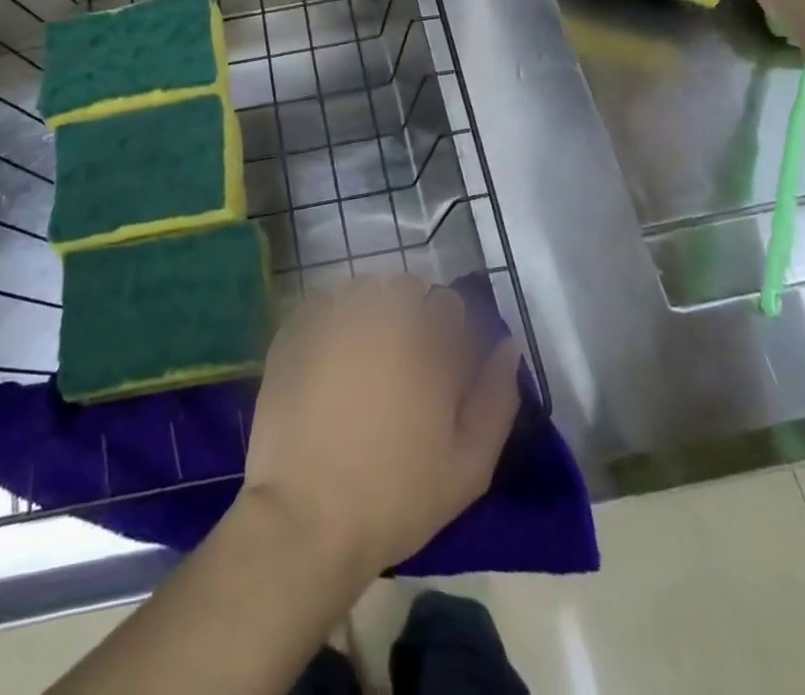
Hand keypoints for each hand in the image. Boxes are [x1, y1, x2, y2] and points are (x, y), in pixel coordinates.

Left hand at [240, 276, 521, 575]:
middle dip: (411, 312)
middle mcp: (384, 318)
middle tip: (402, 359)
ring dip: (370, 308)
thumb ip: (497, 399)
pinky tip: (328, 351)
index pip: (449, 302)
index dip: (448, 329)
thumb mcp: (468, 467)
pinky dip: (330, 314)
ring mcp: (336, 319)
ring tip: (363, 352)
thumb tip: (508, 346)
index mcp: (429, 346)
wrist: (307, 517)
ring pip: (363, 287)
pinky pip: (321, 300)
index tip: (440, 360)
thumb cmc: (396, 498)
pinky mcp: (296, 330)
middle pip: (406, 286)